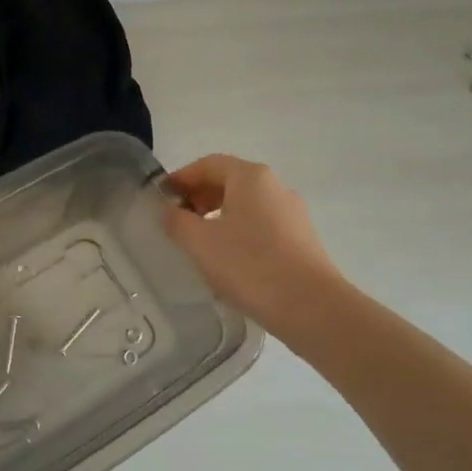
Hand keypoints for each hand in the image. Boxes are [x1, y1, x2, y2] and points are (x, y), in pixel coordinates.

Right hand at [163, 154, 344, 332]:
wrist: (310, 306)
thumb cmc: (249, 265)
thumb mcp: (199, 242)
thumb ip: (176, 221)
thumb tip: (169, 211)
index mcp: (251, 177)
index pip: (209, 164)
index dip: (181, 177)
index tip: (161, 198)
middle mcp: (275, 187)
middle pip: (230, 182)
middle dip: (199, 197)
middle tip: (177, 222)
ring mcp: (293, 214)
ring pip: (247, 206)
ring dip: (218, 217)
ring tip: (200, 245)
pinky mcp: (301, 240)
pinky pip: (262, 226)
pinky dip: (239, 233)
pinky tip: (228, 261)